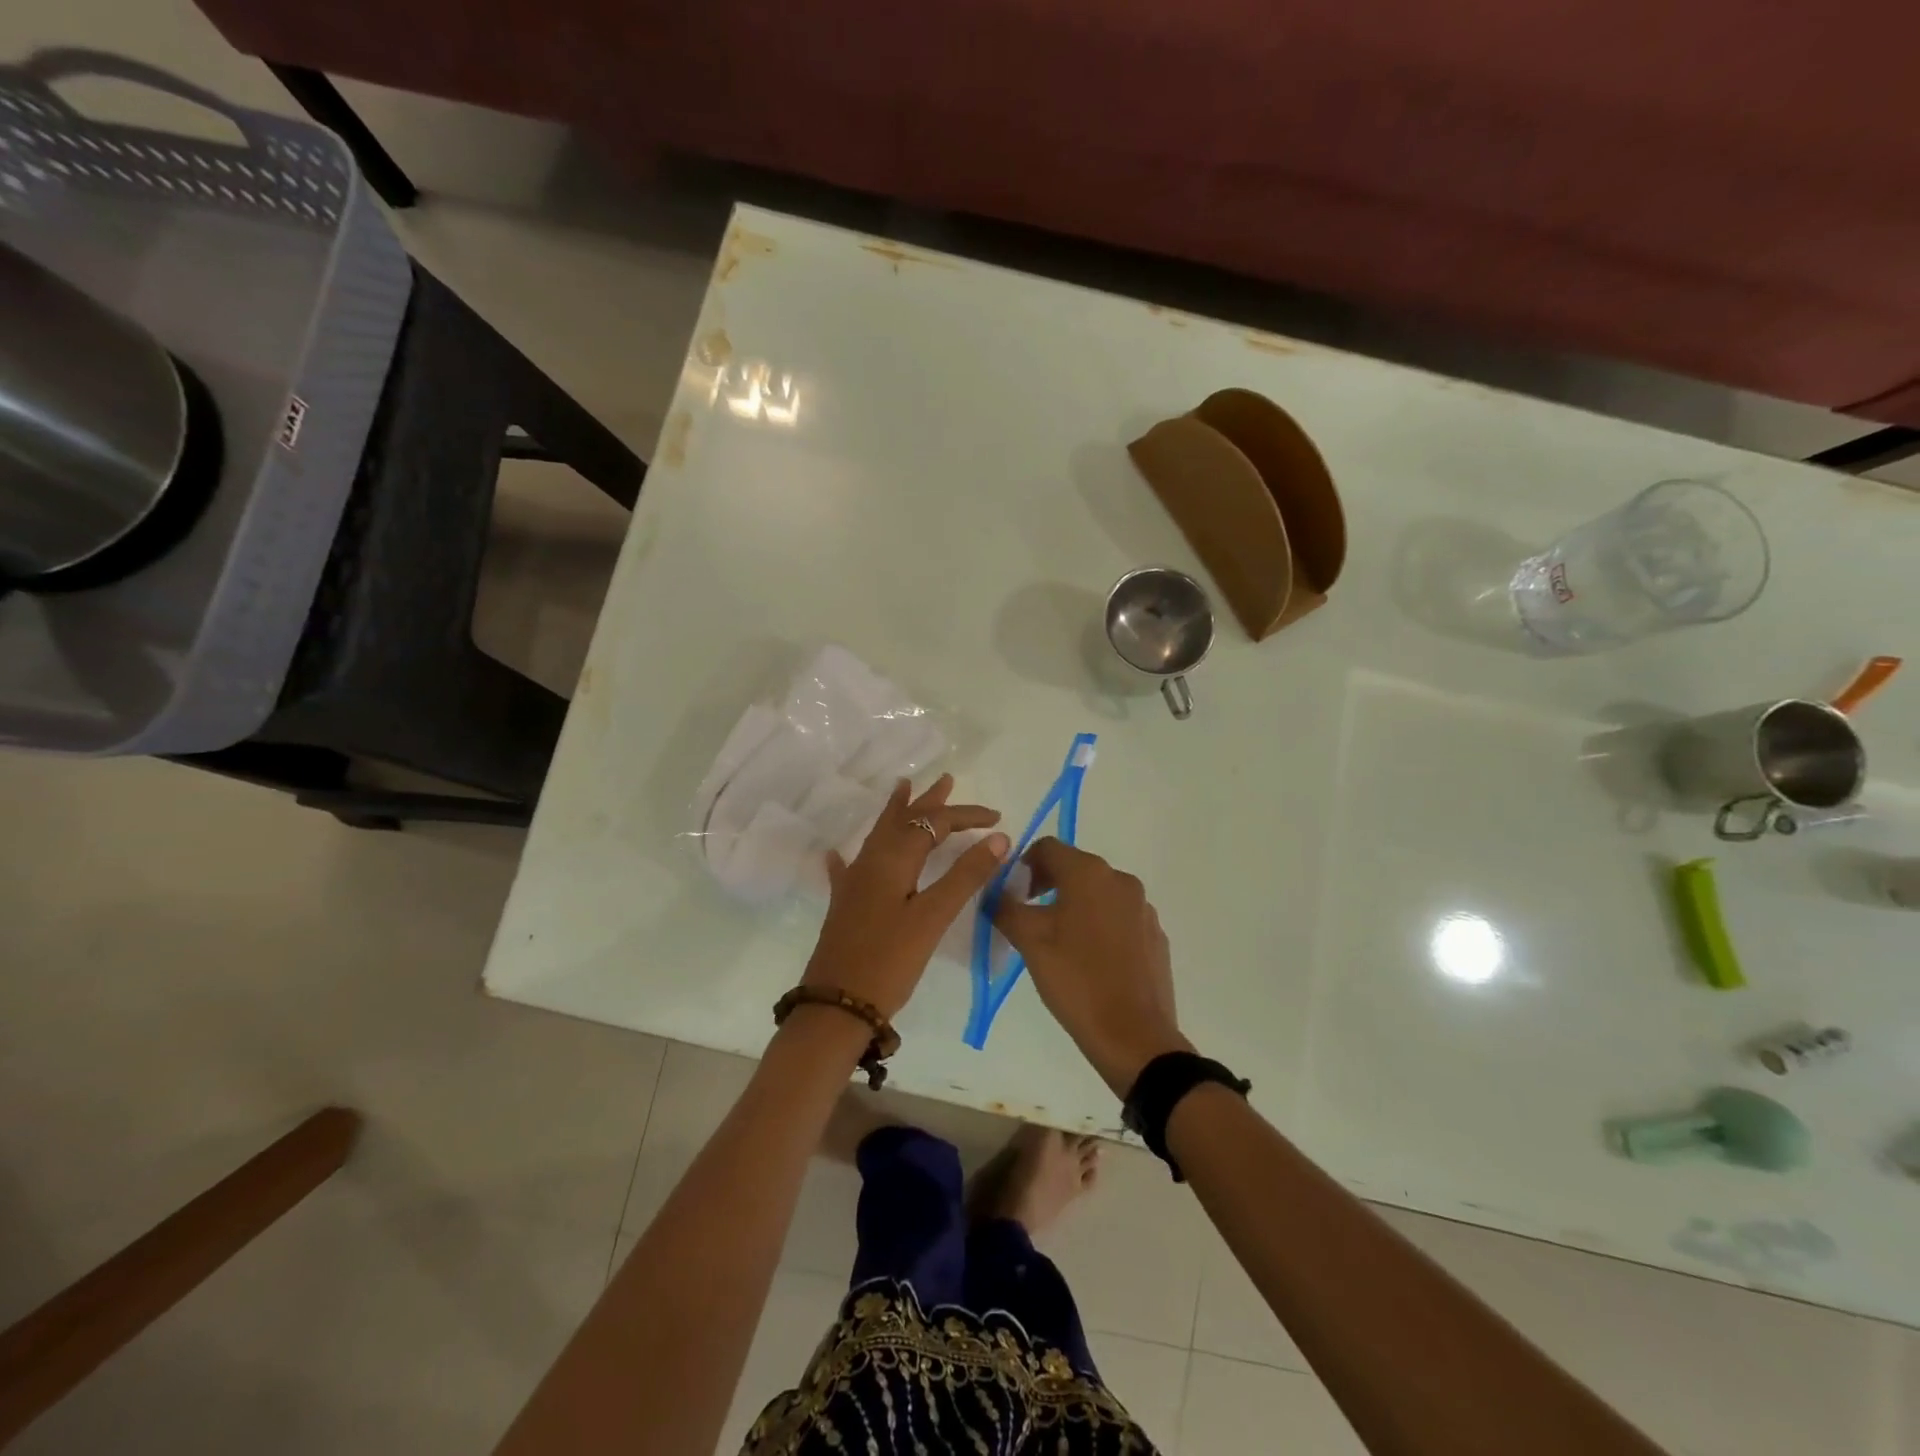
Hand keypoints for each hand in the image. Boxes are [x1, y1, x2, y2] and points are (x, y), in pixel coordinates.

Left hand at [803, 775, 1009, 1018]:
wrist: (836, 1006)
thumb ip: (965, 875)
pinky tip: (836, 854)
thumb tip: (999, 837)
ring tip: (902, 789)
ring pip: (879, 835)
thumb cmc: (889, 961)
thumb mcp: (933, 917)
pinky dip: (850, 856)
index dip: (966, 816)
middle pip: (904, 820)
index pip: (934, 823)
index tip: (998, 818)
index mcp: (894, 859)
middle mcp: (871, 862)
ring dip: (896, 813)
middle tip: (945, 780)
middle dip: (928, 801)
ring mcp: (854, 883)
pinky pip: (849, 868)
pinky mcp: (844, 906)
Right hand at [994, 838, 1191, 1096]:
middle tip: (1030, 917)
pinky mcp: (1155, 935)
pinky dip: (1100, 925)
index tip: (1013, 894)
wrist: (1134, 1036)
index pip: (1048, 848)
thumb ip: (1006, 908)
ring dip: (1075, 905)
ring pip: (1099, 893)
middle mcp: (1121, 880)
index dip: (1024, 865)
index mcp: (1089, 873)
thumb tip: (993, 892)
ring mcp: (1143, 908)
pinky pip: (1120, 917)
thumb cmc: (1076, 981)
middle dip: (1048, 885)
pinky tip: (1091, 959)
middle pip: (1075, 867)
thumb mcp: (1029, 942)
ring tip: (1060, 941)